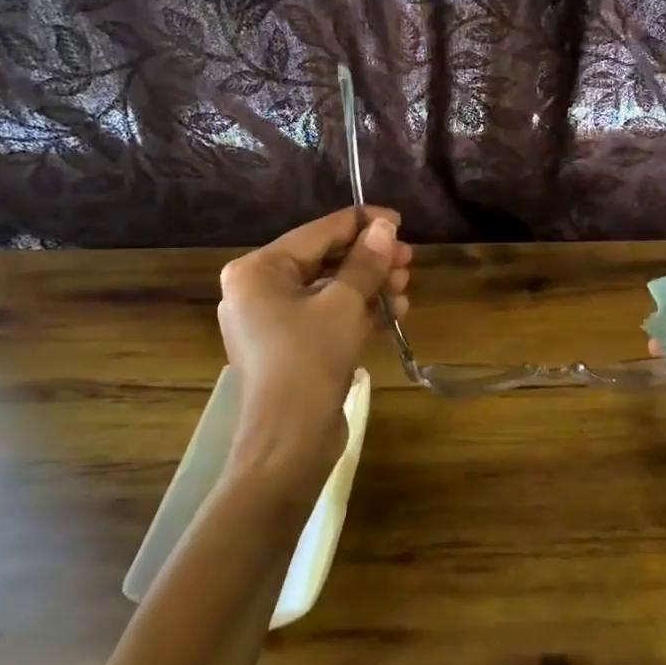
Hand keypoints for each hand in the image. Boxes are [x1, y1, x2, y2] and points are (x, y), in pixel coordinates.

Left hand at [216, 207, 411, 503]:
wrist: (289, 443)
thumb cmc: (309, 361)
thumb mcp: (344, 304)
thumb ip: (365, 261)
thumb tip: (385, 227)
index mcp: (257, 270)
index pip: (317, 232)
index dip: (362, 223)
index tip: (400, 221)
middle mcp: (257, 290)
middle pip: (324, 260)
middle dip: (369, 260)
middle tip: (408, 260)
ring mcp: (272, 321)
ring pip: (329, 289)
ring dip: (369, 286)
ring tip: (405, 288)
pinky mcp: (289, 348)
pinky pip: (326, 316)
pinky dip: (357, 312)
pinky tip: (393, 311)